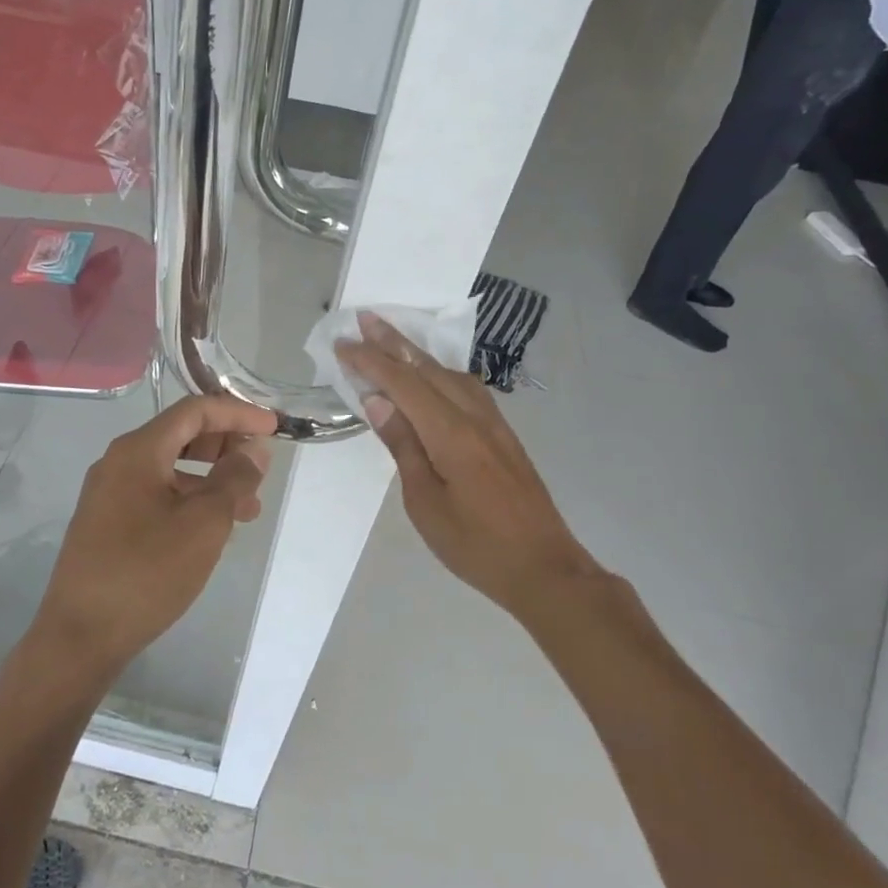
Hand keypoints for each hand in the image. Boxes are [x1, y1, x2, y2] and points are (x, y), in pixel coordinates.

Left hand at [36, 395, 275, 677]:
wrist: (80, 635)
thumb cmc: (147, 572)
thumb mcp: (204, 523)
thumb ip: (234, 479)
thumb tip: (253, 450)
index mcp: (138, 451)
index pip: (194, 411)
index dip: (237, 413)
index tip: (273, 428)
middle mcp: (119, 462)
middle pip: (181, 435)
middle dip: (225, 445)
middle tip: (260, 468)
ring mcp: (109, 493)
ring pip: (171, 469)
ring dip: (212, 479)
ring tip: (249, 509)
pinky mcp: (108, 522)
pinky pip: (157, 494)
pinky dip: (190, 500)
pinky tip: (213, 529)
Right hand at [338, 314, 611, 618]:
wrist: (545, 568)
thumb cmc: (475, 545)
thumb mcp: (425, 502)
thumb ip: (403, 446)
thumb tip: (379, 400)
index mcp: (451, 434)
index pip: (404, 383)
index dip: (371, 361)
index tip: (343, 343)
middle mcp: (475, 417)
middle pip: (428, 368)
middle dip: (393, 342)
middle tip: (364, 318)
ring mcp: (495, 424)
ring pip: (451, 374)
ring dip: (418, 353)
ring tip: (391, 339)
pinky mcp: (504, 436)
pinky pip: (467, 389)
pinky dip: (441, 372)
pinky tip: (433, 376)